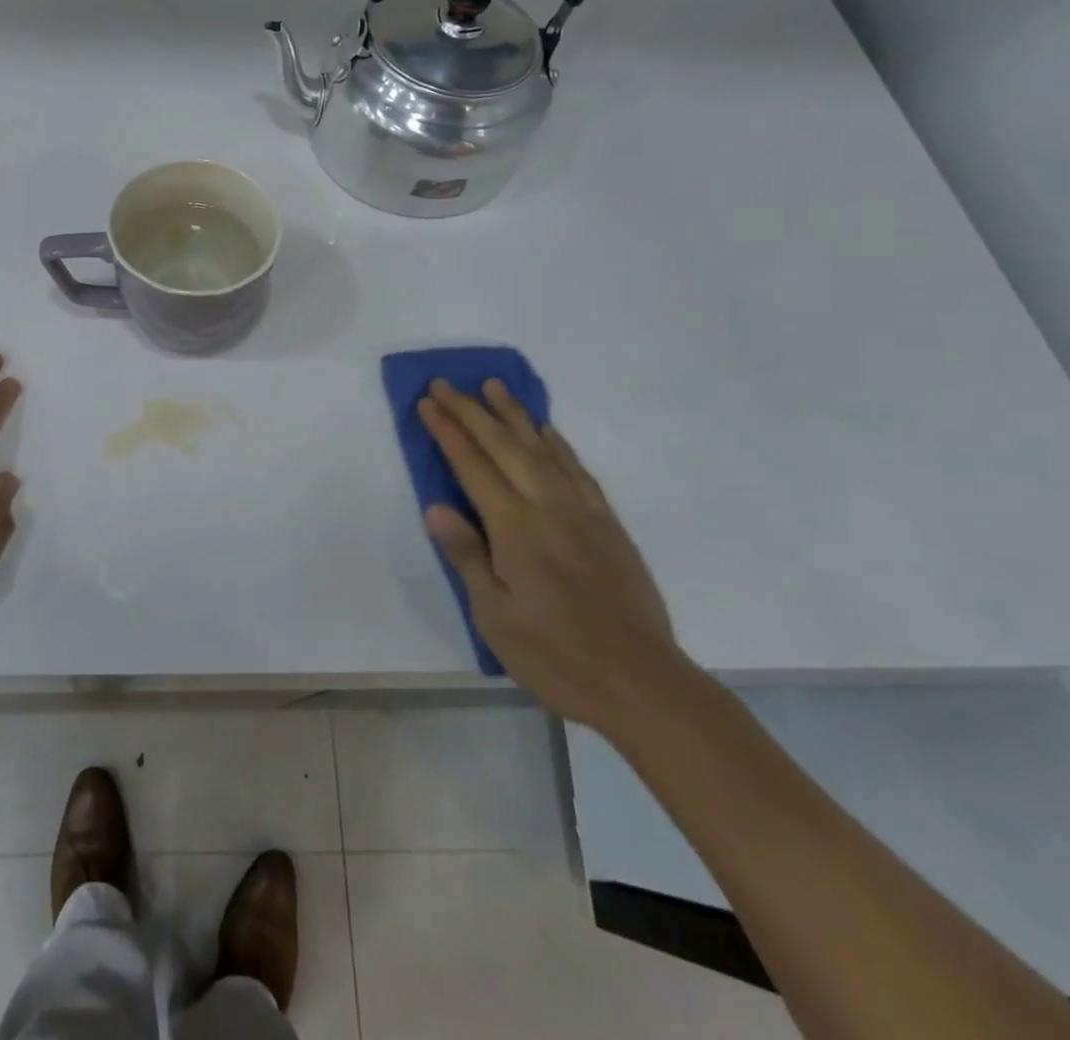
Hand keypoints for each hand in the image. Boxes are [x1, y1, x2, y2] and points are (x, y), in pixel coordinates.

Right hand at [418, 379, 687, 736]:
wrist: (643, 684)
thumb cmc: (556, 656)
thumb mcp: (494, 615)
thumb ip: (466, 555)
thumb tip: (436, 506)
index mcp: (515, 528)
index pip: (472, 466)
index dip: (447, 431)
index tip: (426, 402)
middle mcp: (549, 507)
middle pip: (504, 445)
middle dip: (471, 411)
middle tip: (446, 384)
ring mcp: (583, 512)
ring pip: (542, 448)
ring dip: (514, 414)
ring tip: (495, 386)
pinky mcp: (609, 525)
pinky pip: (577, 469)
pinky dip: (557, 442)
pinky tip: (546, 431)